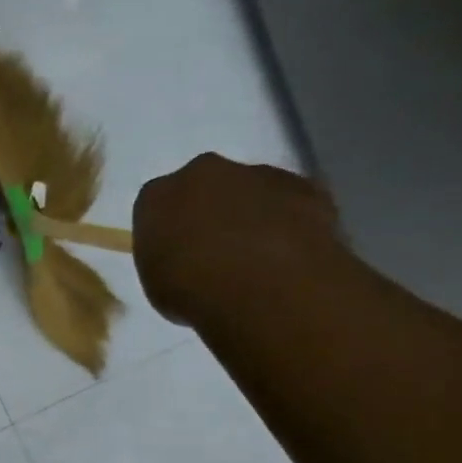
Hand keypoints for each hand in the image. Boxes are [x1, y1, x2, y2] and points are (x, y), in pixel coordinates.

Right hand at [132, 153, 343, 325]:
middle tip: (214, 252)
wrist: (263, 286)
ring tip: (257, 259)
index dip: (166, 231)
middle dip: (208, 212)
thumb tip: (187, 258)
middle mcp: (204, 172)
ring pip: (250, 191)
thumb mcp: (156, 283)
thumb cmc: (191, 290)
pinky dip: (289, 222)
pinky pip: (292, 202)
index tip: (175, 255)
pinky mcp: (306, 185)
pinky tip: (290, 255)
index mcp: (157, 195)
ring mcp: (258, 174)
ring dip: (251, 215)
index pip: (155, 206)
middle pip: (204, 187)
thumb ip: (167, 258)